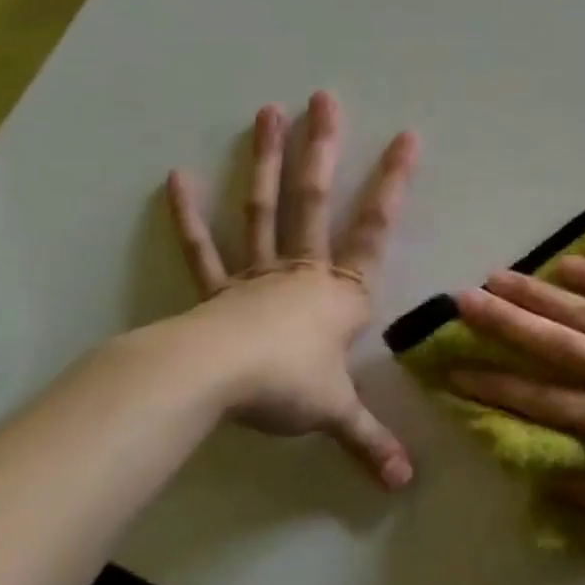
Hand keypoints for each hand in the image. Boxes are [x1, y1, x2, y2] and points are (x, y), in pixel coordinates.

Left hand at [166, 91, 418, 488]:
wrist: (212, 383)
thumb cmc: (287, 386)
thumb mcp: (336, 414)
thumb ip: (370, 442)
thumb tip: (405, 486)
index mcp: (341, 291)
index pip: (377, 226)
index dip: (394, 182)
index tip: (408, 136)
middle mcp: (303, 270)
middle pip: (316, 199)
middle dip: (323, 148)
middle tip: (322, 98)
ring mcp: (256, 274)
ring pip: (265, 208)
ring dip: (266, 161)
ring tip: (266, 112)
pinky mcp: (216, 290)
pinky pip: (203, 249)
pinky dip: (188, 215)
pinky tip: (176, 176)